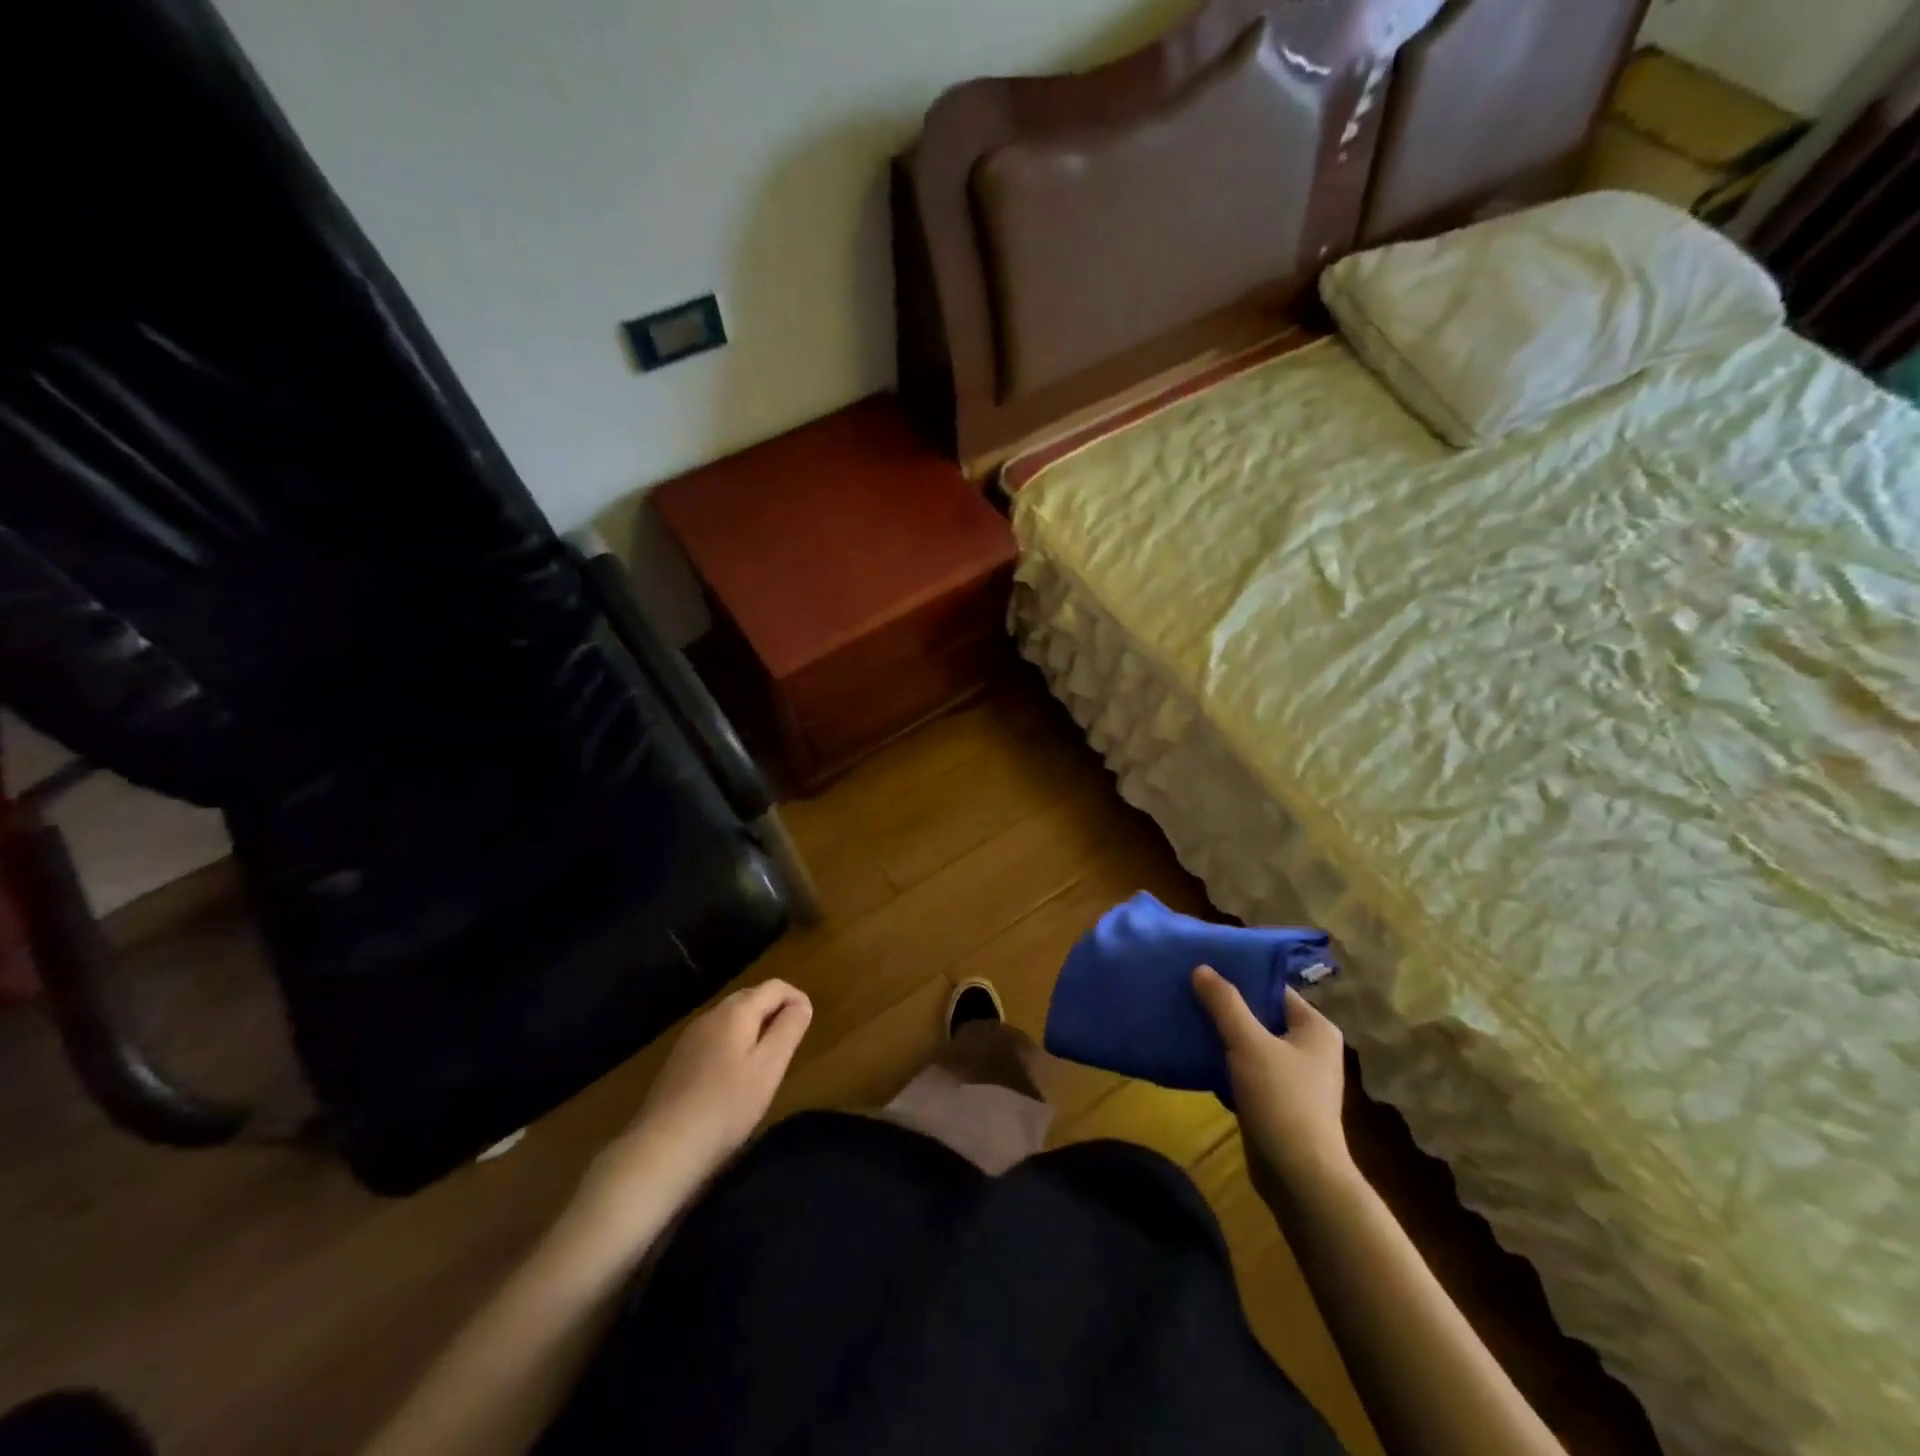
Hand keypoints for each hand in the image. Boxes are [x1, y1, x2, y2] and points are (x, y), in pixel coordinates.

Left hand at [581, 980, 812, 1215]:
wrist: (663, 1148)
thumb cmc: (726, 1105)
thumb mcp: (769, 1067)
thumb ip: (789, 1029)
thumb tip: (801, 1004)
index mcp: (736, 1011)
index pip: (775, 987)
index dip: (797, 998)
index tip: (807, 1025)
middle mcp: (711, 1015)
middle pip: (751, 998)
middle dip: (775, 1011)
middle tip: (790, 1043)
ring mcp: (690, 1037)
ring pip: (732, 1018)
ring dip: (755, 1028)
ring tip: (766, 1061)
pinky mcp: (679, 1060)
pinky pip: (716, 1038)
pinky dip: (734, 1044)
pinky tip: (734, 1077)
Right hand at [1192, 966, 1351, 1202]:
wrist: (1299, 1177)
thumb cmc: (1281, 1100)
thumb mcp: (1248, 1043)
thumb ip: (1225, 1003)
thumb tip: (1202, 968)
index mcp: (1315, 1028)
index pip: (1273, 988)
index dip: (1239, 977)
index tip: (1204, 968)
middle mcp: (1310, 1048)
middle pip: (1260, 1014)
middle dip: (1226, 1006)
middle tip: (1189, 990)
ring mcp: (1295, 1077)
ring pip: (1251, 1043)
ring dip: (1222, 1034)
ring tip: (1186, 1017)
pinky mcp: (1278, 1100)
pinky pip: (1247, 1068)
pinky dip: (1225, 1061)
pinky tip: (1196, 1054)